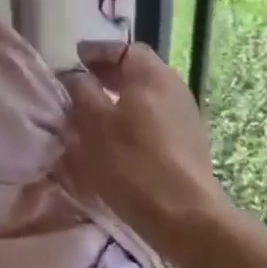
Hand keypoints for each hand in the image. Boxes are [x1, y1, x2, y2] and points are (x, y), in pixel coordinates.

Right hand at [57, 41, 228, 255]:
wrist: (187, 218)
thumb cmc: (133, 162)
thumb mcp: (93, 123)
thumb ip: (81, 92)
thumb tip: (76, 78)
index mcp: (151, 74)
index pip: (124, 48)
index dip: (98, 51)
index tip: (76, 58)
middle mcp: (173, 86)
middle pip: (137, 70)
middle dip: (108, 73)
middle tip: (82, 82)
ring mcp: (186, 115)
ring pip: (147, 95)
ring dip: (121, 97)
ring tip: (95, 112)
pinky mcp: (190, 143)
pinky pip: (156, 117)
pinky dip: (134, 117)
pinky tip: (118, 137)